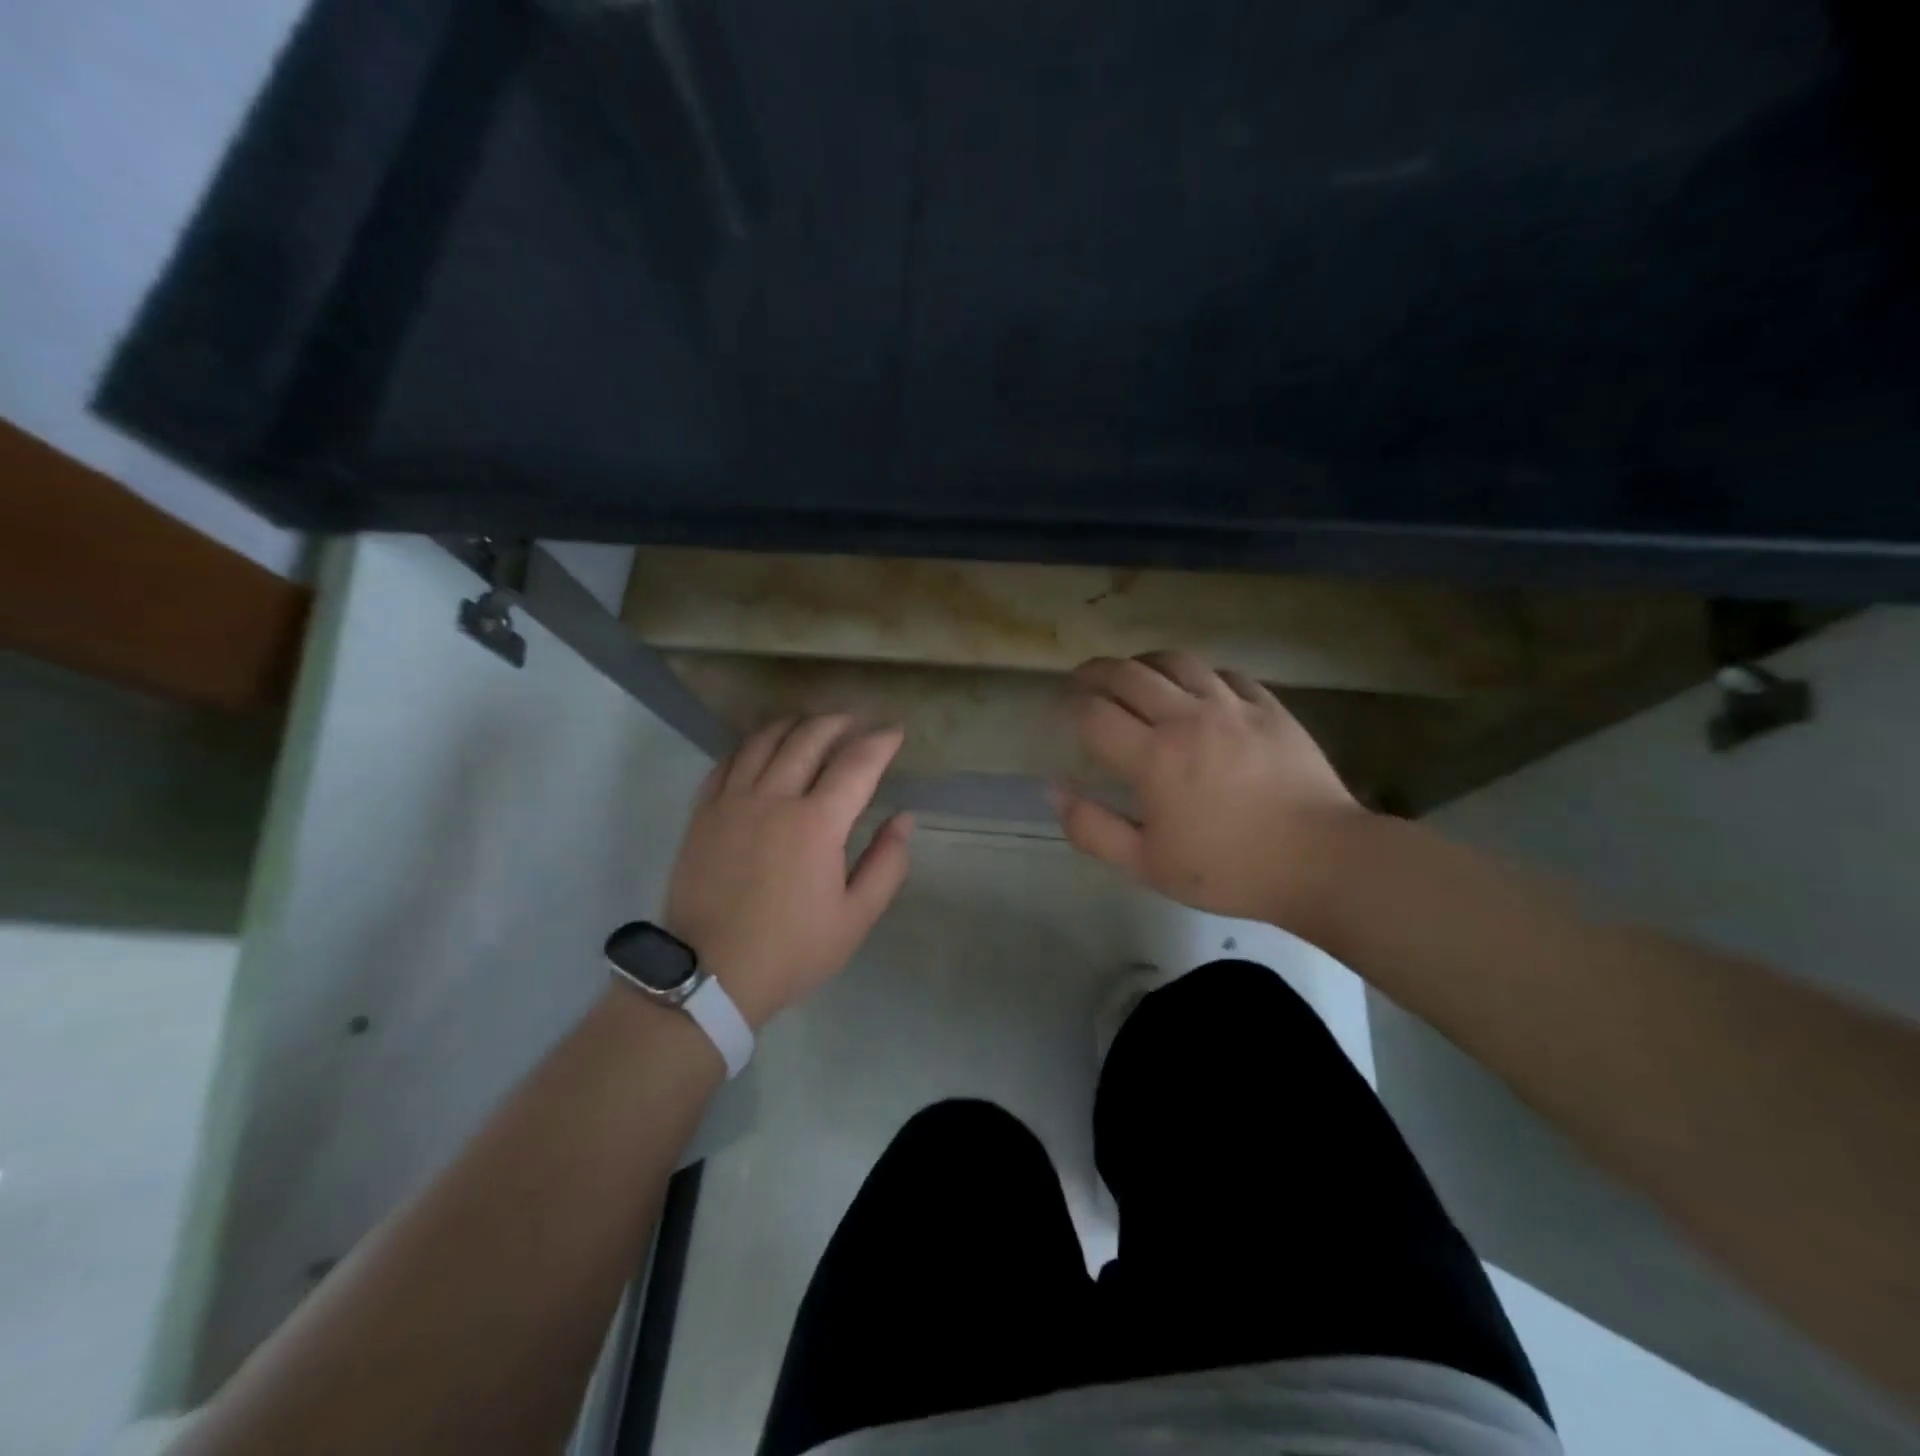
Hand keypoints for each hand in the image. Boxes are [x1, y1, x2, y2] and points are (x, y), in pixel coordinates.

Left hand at [664, 716, 912, 1027]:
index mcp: (817, 823)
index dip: (880, 742)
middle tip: (856, 722)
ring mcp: (732, 801)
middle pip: (809, 738)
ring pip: (765, 740)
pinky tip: (762, 748)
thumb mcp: (855, 918)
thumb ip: (886, 863)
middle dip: (839, 722)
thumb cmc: (792, 949)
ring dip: (794, 724)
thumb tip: (903, 819)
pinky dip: (751, 745)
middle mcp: (774, 798)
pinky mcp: (703, 812)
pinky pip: (728, 761)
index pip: (856, 763)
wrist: (711, 975)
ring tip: (812, 725)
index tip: (895, 732)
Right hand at [1054, 651, 1369, 931]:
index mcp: (1153, 757)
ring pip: (1175, 661)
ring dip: (1142, 662)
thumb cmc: (1228, 870)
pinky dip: (1196, 674)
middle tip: (1082, 680)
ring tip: (1132, 673)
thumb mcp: (1146, 865)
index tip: (1060, 709)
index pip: (1094, 713)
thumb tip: (1055, 790)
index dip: (1069, 706)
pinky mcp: (1268, 706)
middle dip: (1095, 672)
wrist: (1321, 861)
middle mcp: (1187, 718)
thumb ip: (1092, 828)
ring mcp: (1231, 706)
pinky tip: (1194, 688)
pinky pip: (1222, 673)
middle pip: (1128, 674)